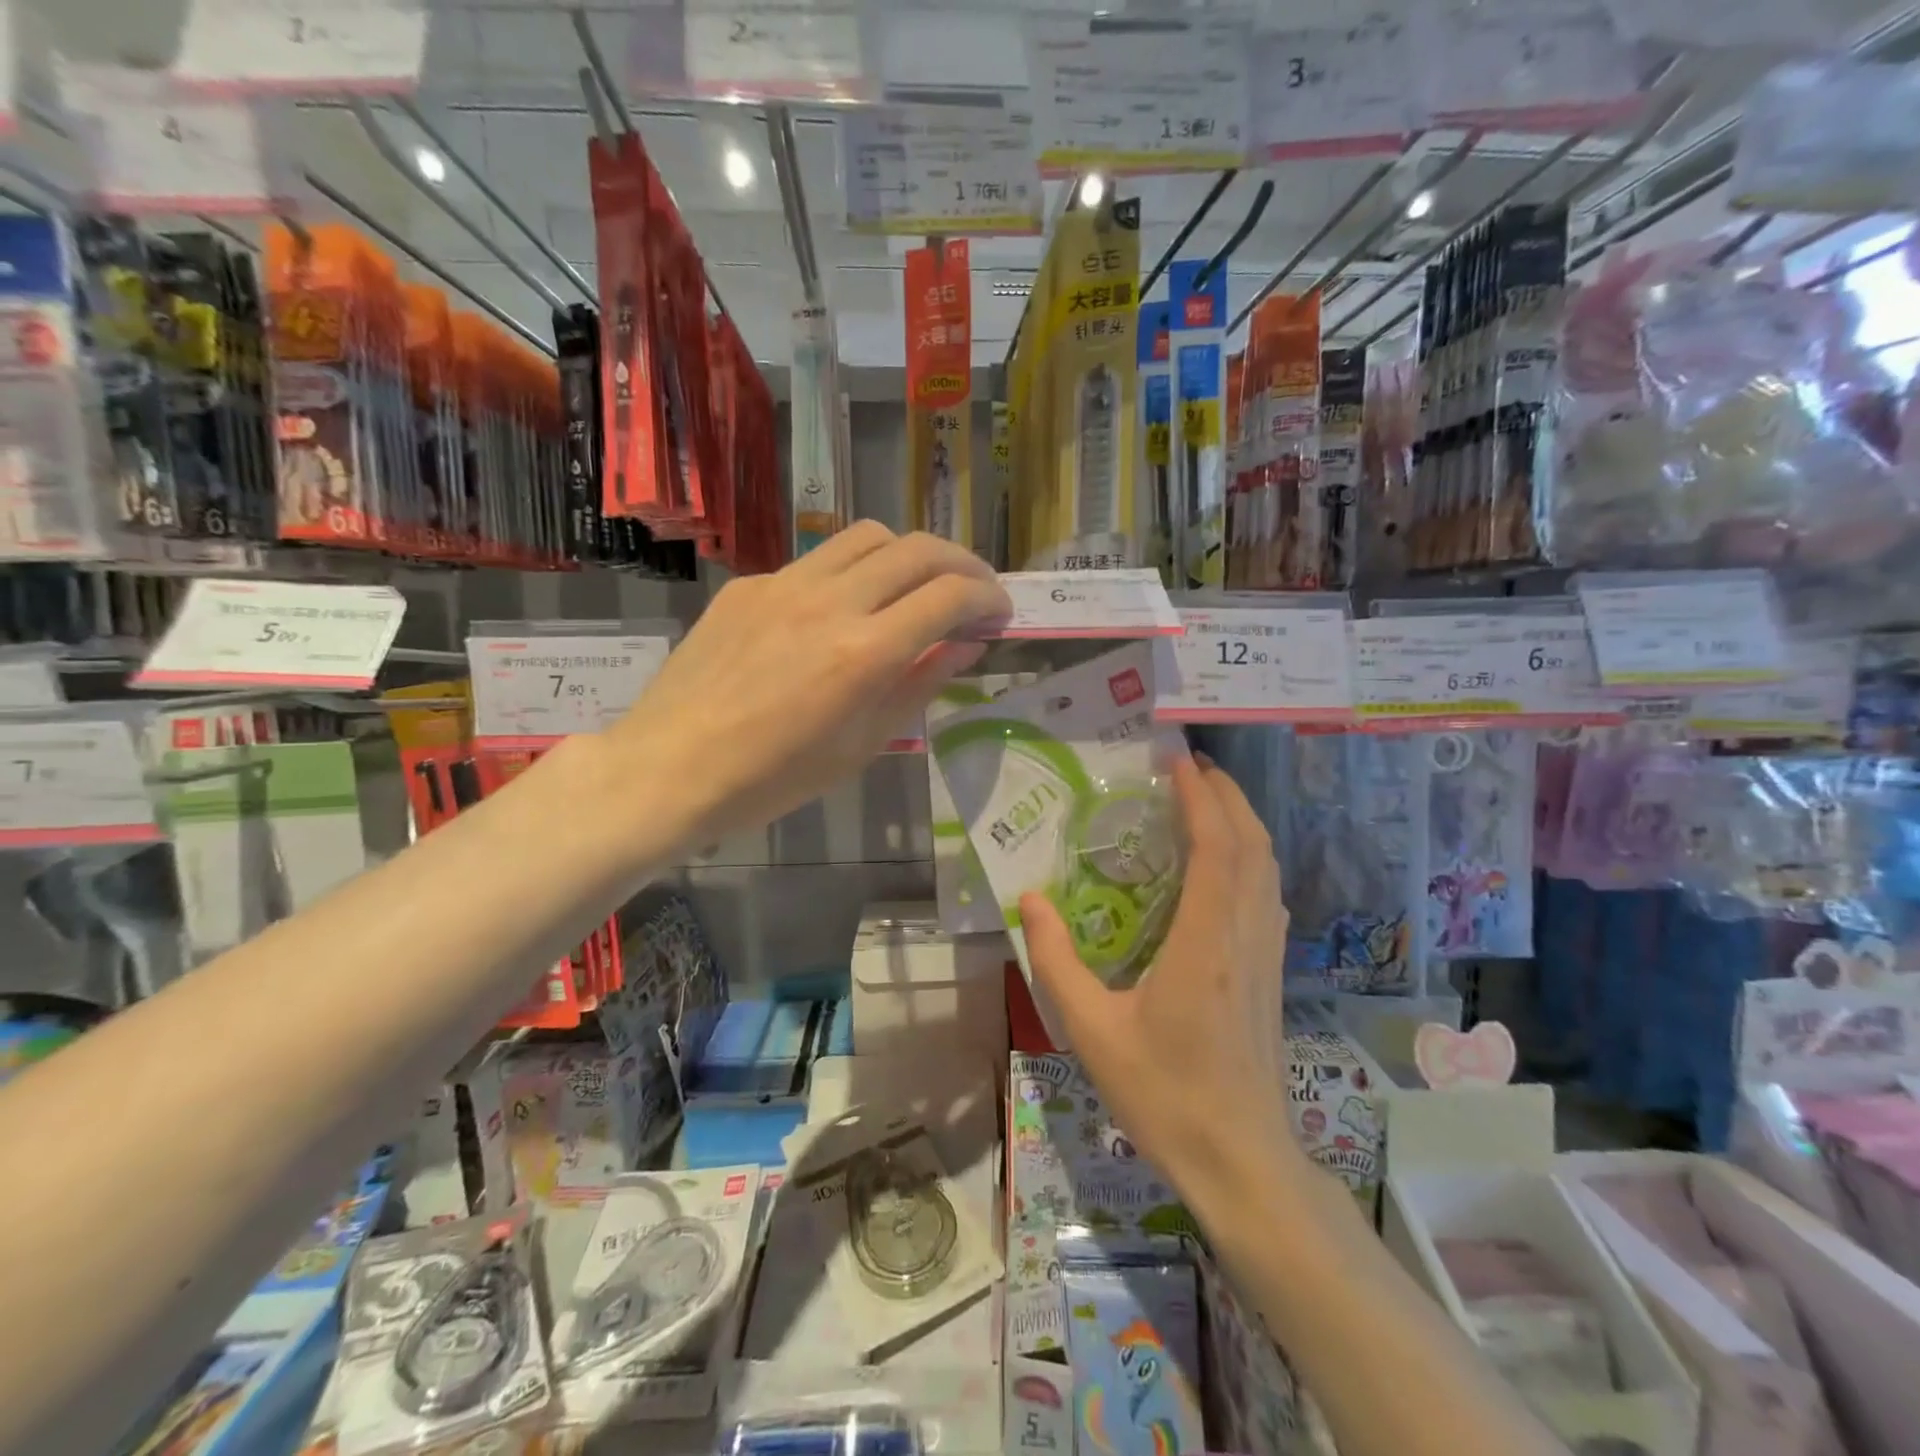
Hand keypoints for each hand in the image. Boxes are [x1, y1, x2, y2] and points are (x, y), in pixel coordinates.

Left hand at [610, 522, 1010, 843]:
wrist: (670, 767)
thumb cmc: (774, 778)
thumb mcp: (862, 745)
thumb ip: (921, 685)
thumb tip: (967, 645)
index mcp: (864, 653)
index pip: (949, 595)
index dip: (988, 598)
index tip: (999, 614)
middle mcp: (830, 601)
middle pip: (918, 549)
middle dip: (963, 563)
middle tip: (975, 591)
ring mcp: (784, 584)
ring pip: (868, 536)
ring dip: (910, 553)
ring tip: (917, 586)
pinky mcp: (751, 584)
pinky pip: (818, 560)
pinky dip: (852, 572)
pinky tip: (844, 609)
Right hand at [1020, 756, 1303, 1213]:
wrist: (1241, 1160)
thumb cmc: (1164, 1095)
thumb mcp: (1091, 1031)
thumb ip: (1056, 960)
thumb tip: (1031, 899)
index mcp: (1205, 943)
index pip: (1215, 846)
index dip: (1200, 796)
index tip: (1176, 761)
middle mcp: (1244, 936)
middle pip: (1251, 844)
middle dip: (1226, 794)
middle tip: (1189, 766)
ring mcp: (1266, 954)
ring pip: (1266, 867)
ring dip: (1242, 822)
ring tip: (1206, 800)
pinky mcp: (1272, 972)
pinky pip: (1266, 894)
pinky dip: (1250, 857)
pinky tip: (1225, 864)